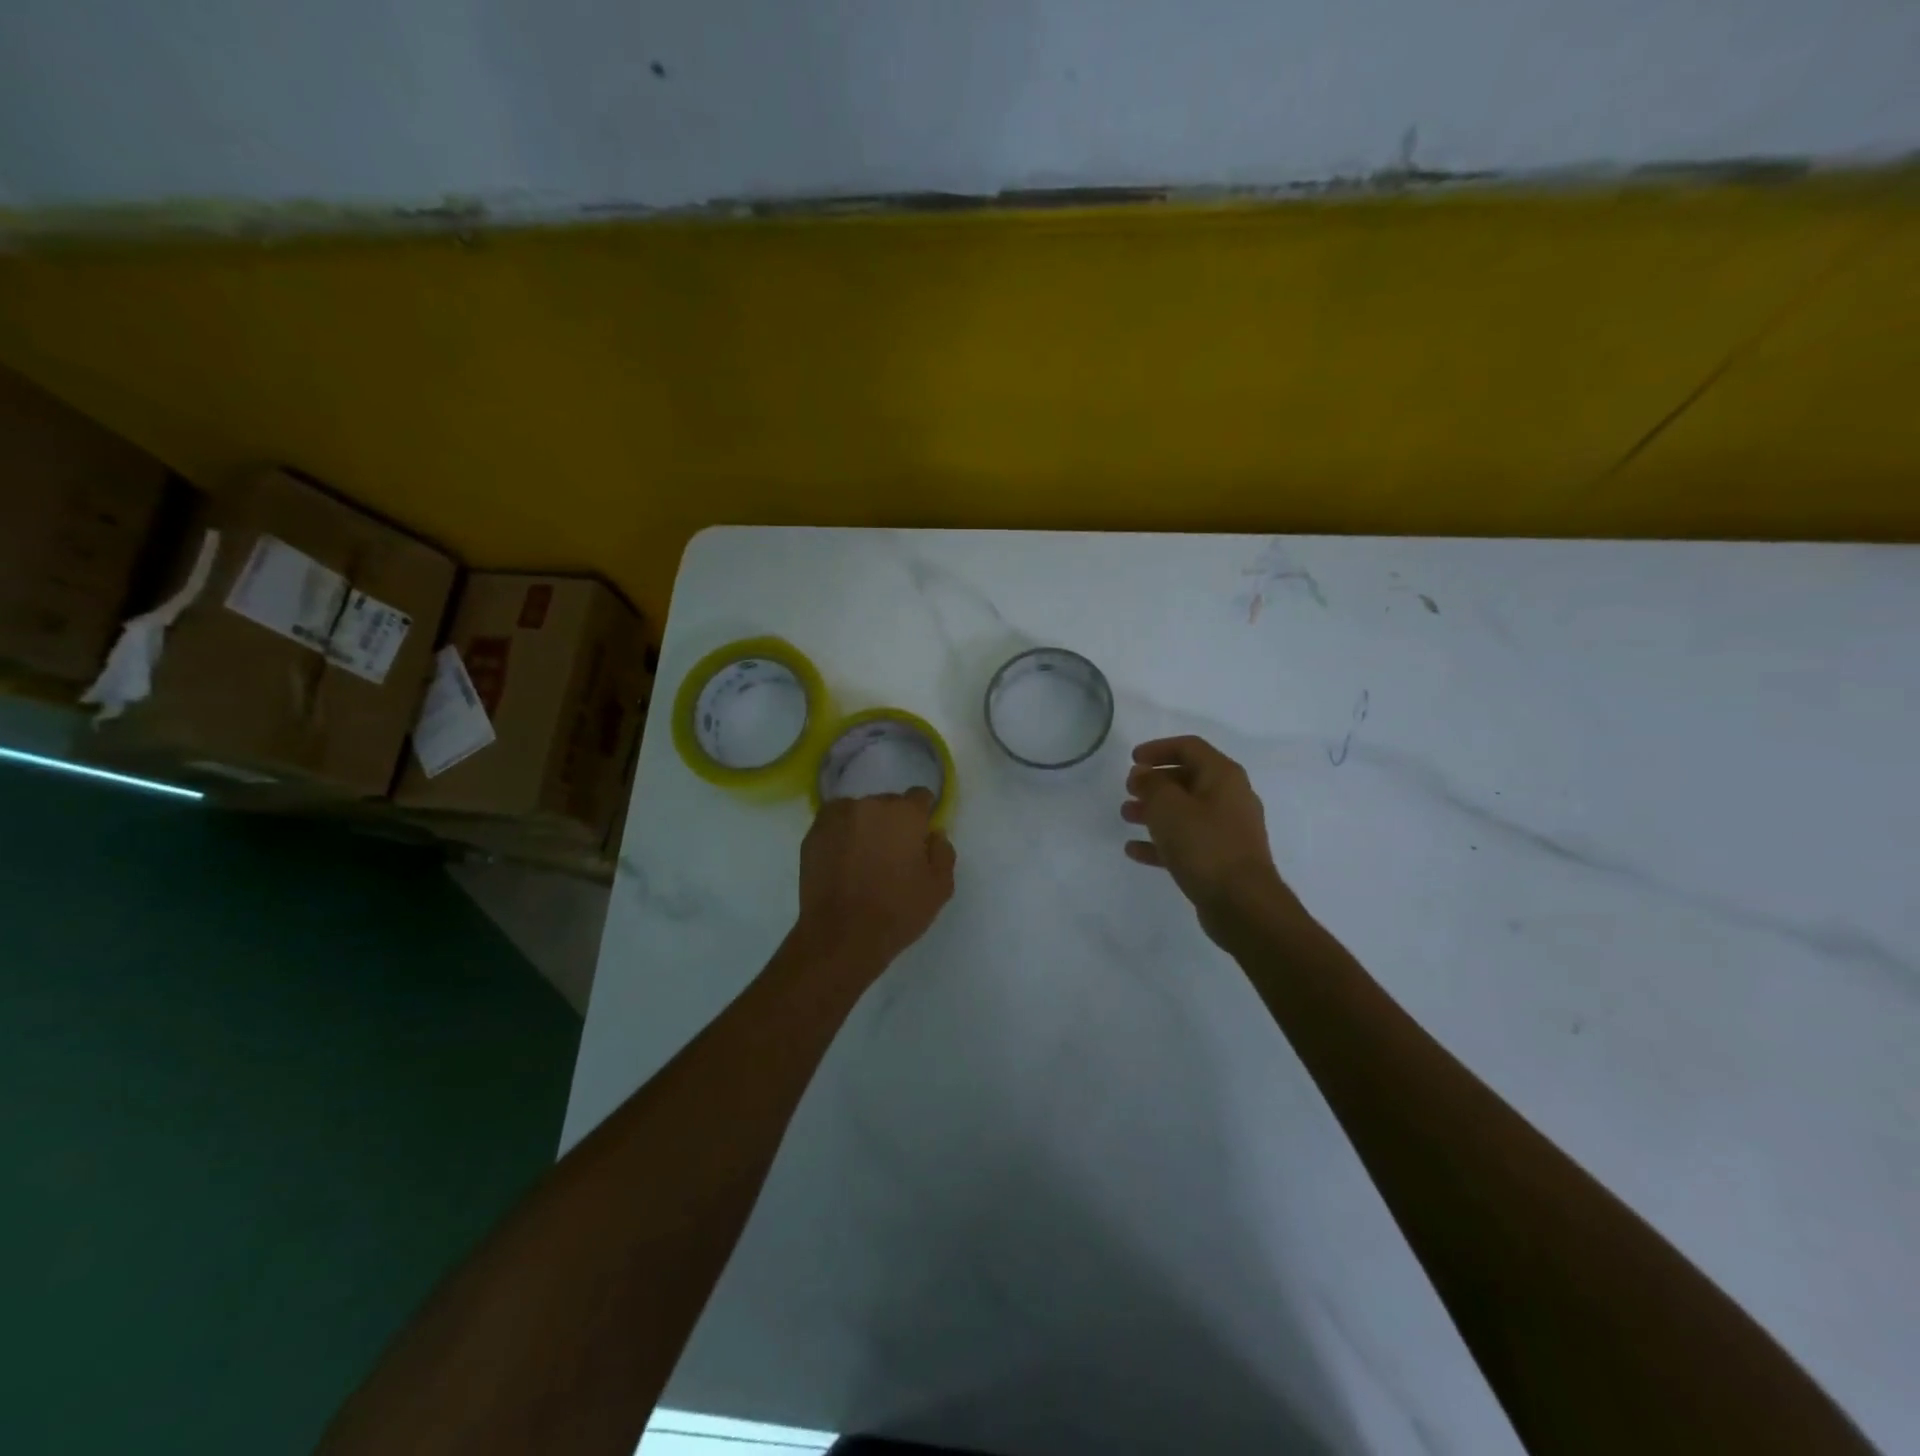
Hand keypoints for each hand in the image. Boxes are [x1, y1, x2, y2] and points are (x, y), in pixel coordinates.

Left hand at [796, 790, 956, 971]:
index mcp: (905, 813)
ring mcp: (837, 817)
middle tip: (891, 854)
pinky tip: (842, 863)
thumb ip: (943, 852)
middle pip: (887, 803)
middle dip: (892, 822)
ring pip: (858, 812)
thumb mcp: (940, 888)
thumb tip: (934, 834)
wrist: (841, 936)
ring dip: (864, 827)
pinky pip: (834, 826)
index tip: (919, 838)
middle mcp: (870, 804)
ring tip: (863, 859)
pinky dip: (840, 837)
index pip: (920, 797)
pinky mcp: (813, 834)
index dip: (922, 816)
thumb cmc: (897, 911)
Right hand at [1122, 736, 1291, 939]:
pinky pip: (1187, 841)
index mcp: (1223, 776)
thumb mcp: (1168, 807)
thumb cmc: (1204, 845)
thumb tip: (1143, 774)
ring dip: (1155, 811)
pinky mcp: (1222, 859)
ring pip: (1185, 811)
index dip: (1158, 748)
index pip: (1189, 747)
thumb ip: (1151, 784)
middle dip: (1155, 783)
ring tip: (1126, 816)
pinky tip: (1134, 850)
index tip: (1132, 760)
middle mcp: (1230, 798)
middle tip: (1128, 790)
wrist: (1242, 904)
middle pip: (1188, 779)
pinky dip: (1162, 842)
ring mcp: (1228, 830)